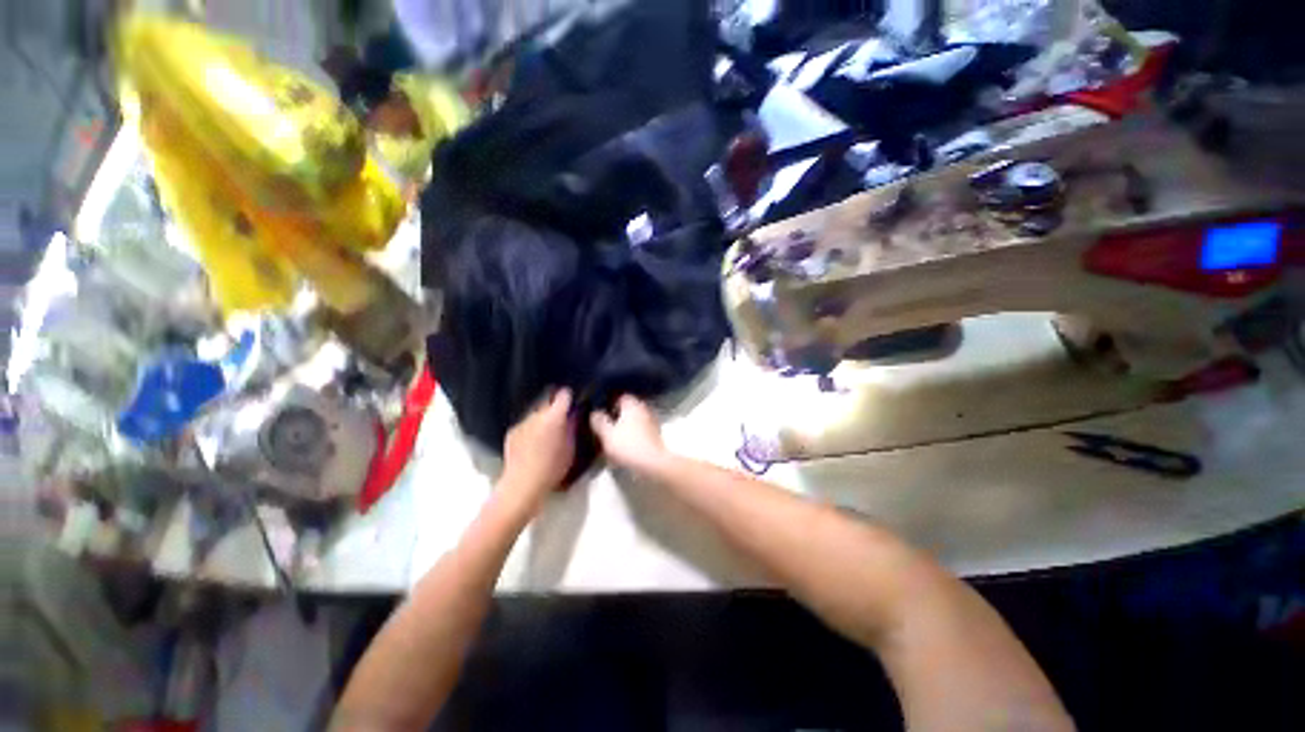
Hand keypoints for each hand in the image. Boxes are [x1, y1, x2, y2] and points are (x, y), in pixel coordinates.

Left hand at [501, 389, 574, 505]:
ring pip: (535, 412)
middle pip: (547, 401)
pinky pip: (525, 424)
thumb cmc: (552, 468)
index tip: (572, 401)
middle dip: (554, 407)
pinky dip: (531, 428)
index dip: (569, 397)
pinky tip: (533, 441)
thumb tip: (573, 416)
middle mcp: (537, 414)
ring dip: (542, 418)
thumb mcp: (571, 448)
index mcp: (554, 416)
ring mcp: (522, 422)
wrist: (522, 484)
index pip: (563, 395)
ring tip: (547, 431)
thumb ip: (572, 428)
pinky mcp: (512, 432)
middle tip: (561, 418)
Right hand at [589, 395, 667, 471]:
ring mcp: (652, 421)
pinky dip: (634, 434)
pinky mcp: (656, 435)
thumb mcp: (607, 434)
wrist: (653, 464)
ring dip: (627, 425)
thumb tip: (595, 413)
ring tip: (615, 435)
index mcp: (632, 404)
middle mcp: (644, 409)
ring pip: (636, 419)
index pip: (620, 396)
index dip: (610, 403)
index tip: (601, 412)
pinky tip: (627, 443)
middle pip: (629, 408)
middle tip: (606, 424)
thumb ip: (599, 421)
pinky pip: (642, 430)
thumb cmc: (628, 445)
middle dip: (618, 414)